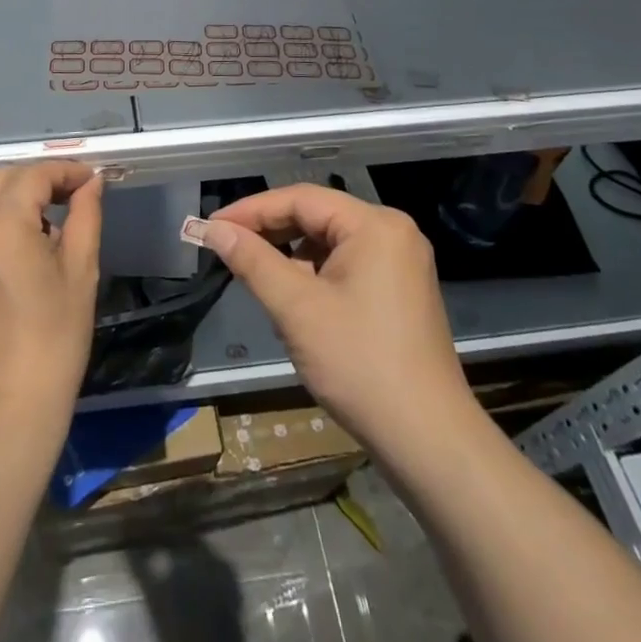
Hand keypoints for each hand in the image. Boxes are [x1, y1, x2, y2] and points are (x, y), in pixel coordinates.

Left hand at [0, 161, 101, 427]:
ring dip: (8, 206)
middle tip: (66, 199)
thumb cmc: (55, 342)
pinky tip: (7, 266)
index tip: (88, 180)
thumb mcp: (80, 273)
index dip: (64, 171)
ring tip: (38, 235)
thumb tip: (91, 182)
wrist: (5, 414)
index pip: (33, 175)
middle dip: (34, 181)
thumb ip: (85, 215)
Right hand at [203, 184, 472, 456]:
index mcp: (375, 225)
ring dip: (290, 257)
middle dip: (270, 233)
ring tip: (256, 277)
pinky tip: (293, 302)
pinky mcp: (400, 291)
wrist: (429, 442)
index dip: (252, 210)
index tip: (211, 226)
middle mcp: (393, 232)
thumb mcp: (297, 309)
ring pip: (329, 243)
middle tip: (226, 248)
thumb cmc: (360, 365)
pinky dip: (314, 276)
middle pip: (317, 217)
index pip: (301, 199)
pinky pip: (346, 265)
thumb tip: (213, 229)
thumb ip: (253, 261)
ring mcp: (401, 262)